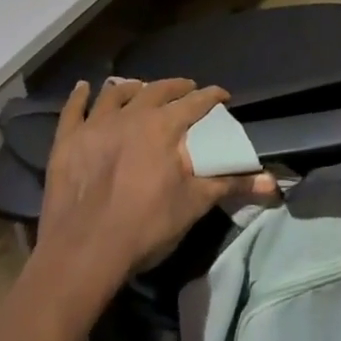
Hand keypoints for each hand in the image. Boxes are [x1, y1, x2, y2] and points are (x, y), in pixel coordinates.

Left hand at [35, 78, 273, 300]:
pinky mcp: (67, 142)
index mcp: (164, 127)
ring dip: (130, 88)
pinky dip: (79, 97)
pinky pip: (73, 110)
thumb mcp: (194, 205)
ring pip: (115, 94)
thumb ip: (232, 185)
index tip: (223, 96)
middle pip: (157, 90)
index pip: (196, 102)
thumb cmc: (144, 227)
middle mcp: (131, 115)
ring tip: (139, 88)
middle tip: (187, 88)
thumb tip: (273, 182)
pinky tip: (84, 87)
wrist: (83, 253)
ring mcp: (95, 125)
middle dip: (176, 86)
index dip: (212, 96)